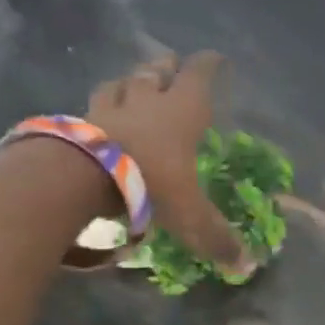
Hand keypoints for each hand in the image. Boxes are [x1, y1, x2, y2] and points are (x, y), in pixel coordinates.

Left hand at [88, 52, 248, 271]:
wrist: (83, 176)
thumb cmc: (151, 183)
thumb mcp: (190, 214)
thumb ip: (215, 236)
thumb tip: (246, 266)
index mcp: (182, 110)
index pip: (199, 75)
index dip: (209, 64)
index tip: (215, 58)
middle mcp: (148, 99)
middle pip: (156, 70)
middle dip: (166, 66)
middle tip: (170, 65)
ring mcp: (109, 106)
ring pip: (121, 82)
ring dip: (129, 80)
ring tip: (132, 84)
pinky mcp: (78, 119)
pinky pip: (91, 105)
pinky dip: (99, 106)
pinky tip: (98, 114)